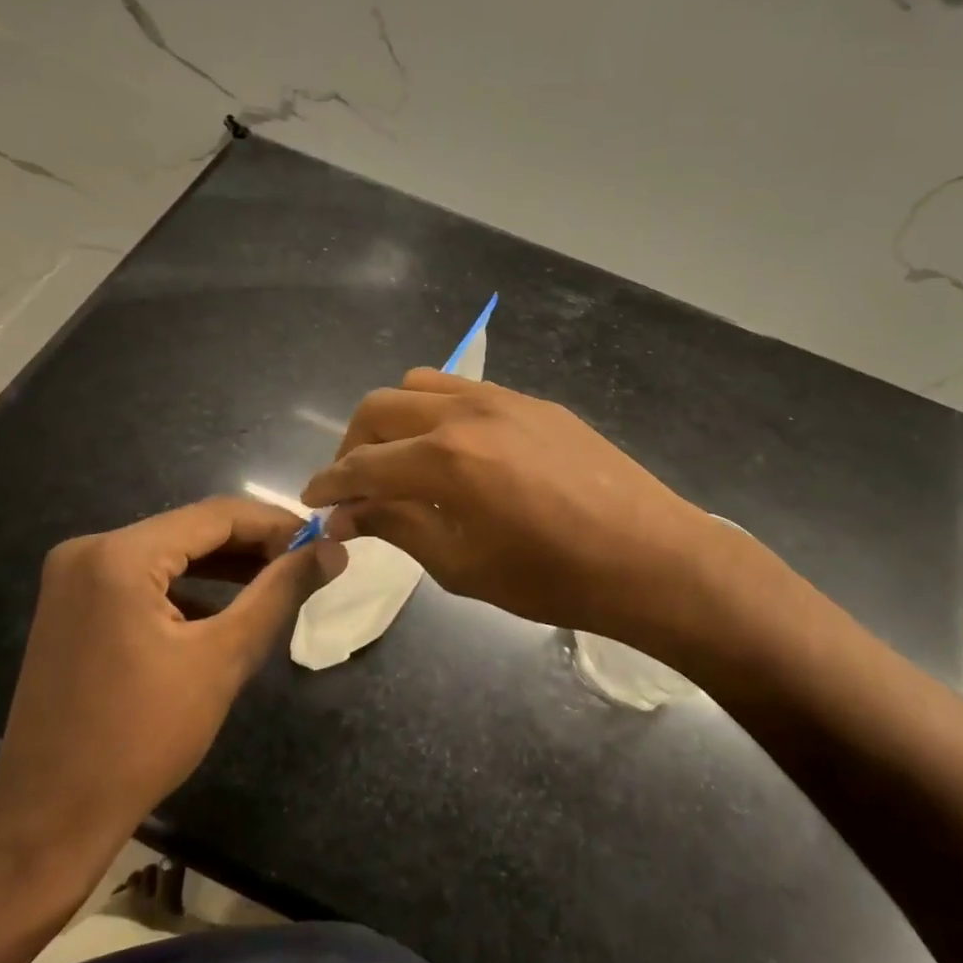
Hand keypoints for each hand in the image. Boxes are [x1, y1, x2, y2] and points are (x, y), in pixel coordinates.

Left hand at [0, 497, 343, 889]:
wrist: (51, 818)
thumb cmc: (143, 738)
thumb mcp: (223, 658)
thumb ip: (280, 593)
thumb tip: (333, 550)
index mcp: (119, 555)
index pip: (215, 516)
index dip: (275, 524)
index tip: (321, 539)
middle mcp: (89, 550)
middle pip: (189, 530)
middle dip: (251, 545)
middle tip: (305, 561)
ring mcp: (73, 577)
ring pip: (168, 553)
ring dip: (222, 565)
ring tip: (277, 579)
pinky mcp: (72, 604)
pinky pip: (142, 577)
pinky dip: (187, 586)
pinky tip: (226, 605)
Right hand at [300, 370, 733, 654]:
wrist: (649, 556)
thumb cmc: (552, 577)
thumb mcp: (463, 565)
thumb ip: (399, 527)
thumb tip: (351, 513)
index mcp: (444, 459)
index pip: (363, 464)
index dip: (329, 485)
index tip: (313, 501)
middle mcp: (465, 412)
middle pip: (379, 408)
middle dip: (352, 445)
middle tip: (353, 484)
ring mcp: (502, 398)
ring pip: (419, 385)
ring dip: (392, 419)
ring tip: (398, 459)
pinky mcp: (532, 400)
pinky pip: (463, 390)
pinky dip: (435, 411)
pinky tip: (452, 449)